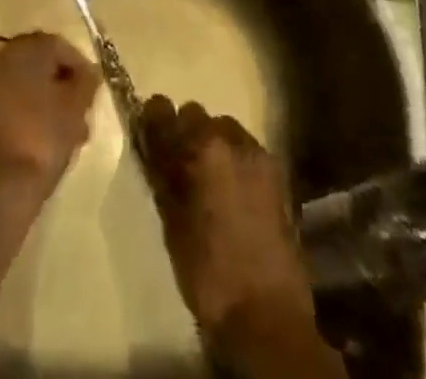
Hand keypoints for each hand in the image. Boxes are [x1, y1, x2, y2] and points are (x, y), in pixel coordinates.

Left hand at [0, 32, 98, 198]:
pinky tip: (45, 138)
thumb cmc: (42, 138)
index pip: (59, 45)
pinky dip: (29, 111)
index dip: (80, 66)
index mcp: (25, 48)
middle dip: (64, 85)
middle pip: (40, 63)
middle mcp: (2, 56)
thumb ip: (86, 82)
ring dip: (48, 101)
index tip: (94, 92)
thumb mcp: (75, 108)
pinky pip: (11, 100)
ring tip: (69, 133)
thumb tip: (88, 72)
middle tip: (83, 113)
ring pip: (26, 84)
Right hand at [139, 96, 319, 354]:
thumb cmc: (208, 271)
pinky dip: (234, 160)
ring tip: (209, 181)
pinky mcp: (277, 174)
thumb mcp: (171, 221)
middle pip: (196, 114)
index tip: (148, 137)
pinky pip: (245, 150)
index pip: (162, 109)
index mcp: (199, 147)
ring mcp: (257, 154)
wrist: (266, 315)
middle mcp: (229, 137)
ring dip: (212, 145)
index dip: (152, 121)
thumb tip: (151, 144)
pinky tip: (232, 194)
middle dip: (184, 133)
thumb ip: (161, 173)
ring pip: (223, 129)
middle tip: (179, 167)